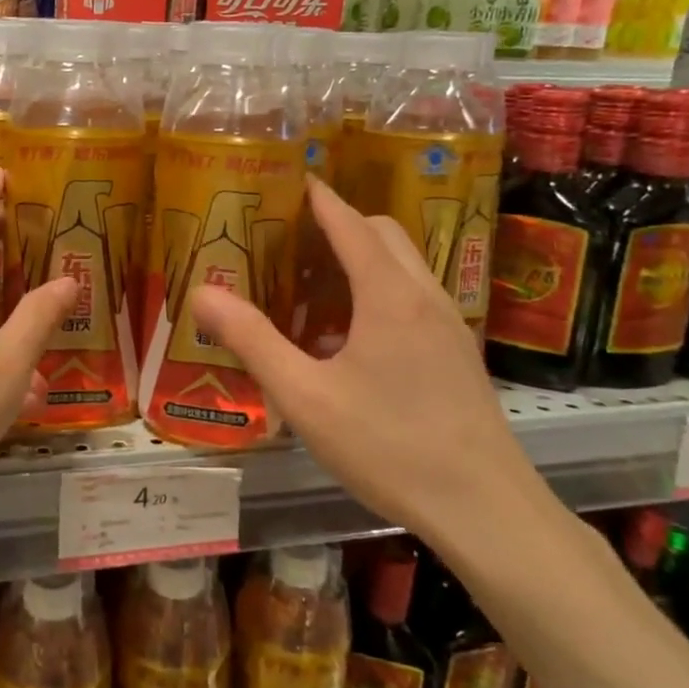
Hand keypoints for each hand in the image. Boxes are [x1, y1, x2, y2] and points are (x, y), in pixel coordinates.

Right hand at [192, 176, 543, 545]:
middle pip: (384, 235)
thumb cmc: (389, 446)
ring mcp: (450, 325)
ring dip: (363, 258)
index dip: (320, 199)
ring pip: (404, 266)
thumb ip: (253, 340)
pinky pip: (415, 298)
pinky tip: (351, 338)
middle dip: (341, 223)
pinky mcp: (459, 354)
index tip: (293, 180)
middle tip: (293, 238)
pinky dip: (381, 290)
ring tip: (315, 285)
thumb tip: (203, 293)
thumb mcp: (305, 397)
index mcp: (389, 296)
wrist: (485, 508)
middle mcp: (425, 296)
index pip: (351, 224)